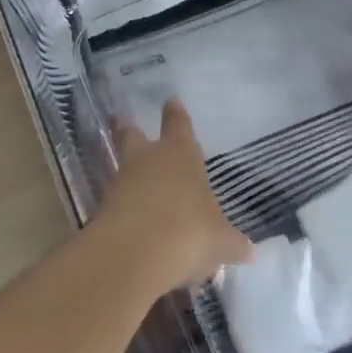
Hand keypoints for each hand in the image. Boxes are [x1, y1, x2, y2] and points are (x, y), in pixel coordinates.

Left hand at [101, 99, 251, 290]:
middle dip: (129, 130)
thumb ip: (232, 242)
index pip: (179, 125)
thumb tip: (248, 250)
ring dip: (128, 174)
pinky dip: (124, 209)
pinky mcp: (104, 209)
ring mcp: (122, 182)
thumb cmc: (189, 230)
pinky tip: (134, 224)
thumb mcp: (220, 240)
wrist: (136, 253)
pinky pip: (116, 202)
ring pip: (123, 169)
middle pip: (134, 137)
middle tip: (121, 121)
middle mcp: (148, 160)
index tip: (170, 99)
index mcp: (180, 154)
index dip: (176, 114)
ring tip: (137, 185)